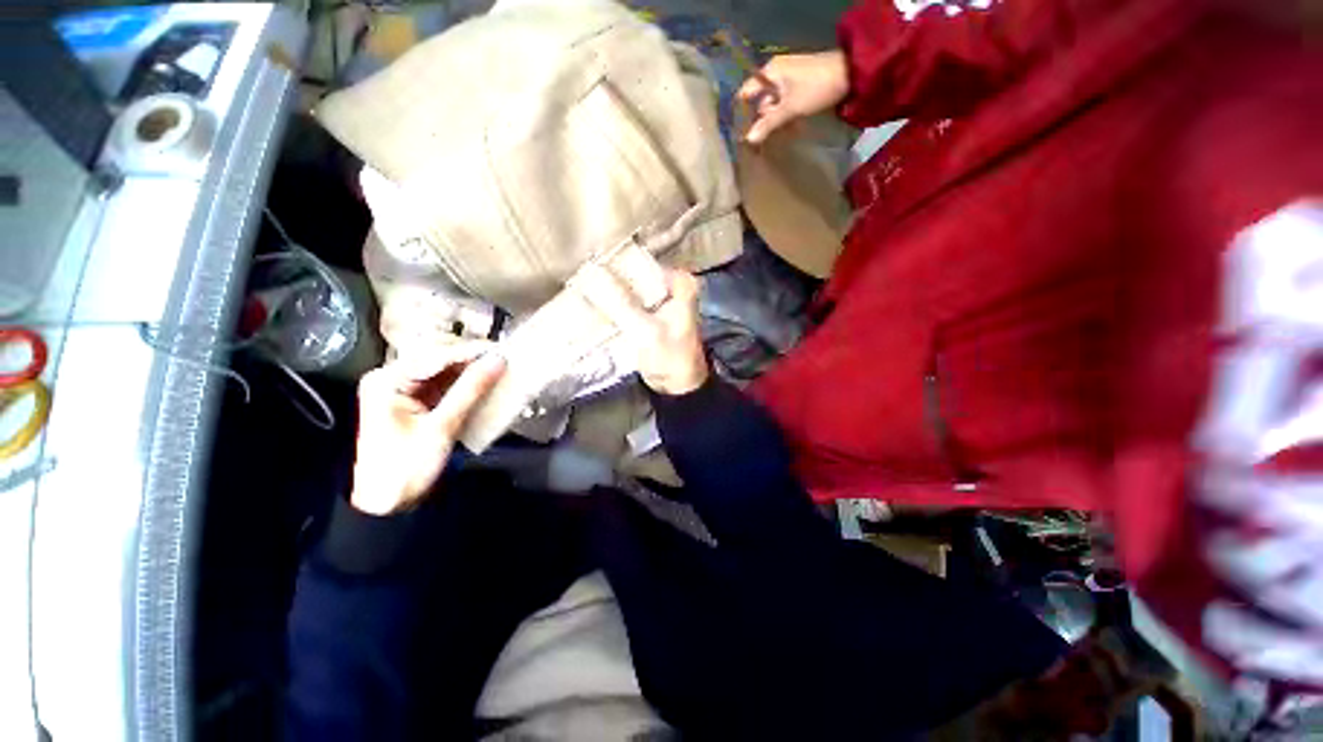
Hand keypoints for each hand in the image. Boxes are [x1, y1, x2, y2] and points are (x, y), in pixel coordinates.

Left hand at [350, 344, 504, 514]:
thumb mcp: (441, 427)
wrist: (386, 503)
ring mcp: (403, 389)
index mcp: (387, 380)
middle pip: (437, 357)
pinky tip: (484, 381)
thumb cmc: (406, 467)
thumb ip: (470, 390)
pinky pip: (444, 383)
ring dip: (470, 369)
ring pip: (443, 369)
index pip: (435, 355)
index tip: (501, 350)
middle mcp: (392, 378)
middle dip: (470, 357)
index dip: (470, 351)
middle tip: (503, 358)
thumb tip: (497, 360)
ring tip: (499, 367)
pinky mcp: (415, 401)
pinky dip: (465, 382)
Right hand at [575, 265, 708, 395]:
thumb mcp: (646, 331)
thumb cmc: (670, 359)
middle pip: (634, 274)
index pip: (641, 263)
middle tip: (579, 278)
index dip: (613, 263)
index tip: (586, 265)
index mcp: (679, 282)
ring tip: (581, 289)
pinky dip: (613, 305)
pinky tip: (593, 304)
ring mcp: (660, 299)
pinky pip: (628, 302)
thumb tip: (589, 274)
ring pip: (629, 288)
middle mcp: (671, 285)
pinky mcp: (650, 313)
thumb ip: (620, 303)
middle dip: (608, 277)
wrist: (679, 388)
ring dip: (608, 292)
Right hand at [737, 50, 848, 144]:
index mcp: (770, 72)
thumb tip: (748, 140)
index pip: (746, 93)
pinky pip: (785, 105)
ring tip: (778, 139)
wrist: (851, 75)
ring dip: (775, 123)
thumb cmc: (816, 87)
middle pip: (760, 102)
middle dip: (761, 122)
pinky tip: (790, 131)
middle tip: (760, 142)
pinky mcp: (799, 88)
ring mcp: (788, 81)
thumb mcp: (790, 108)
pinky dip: (786, 118)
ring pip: (773, 106)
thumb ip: (768, 124)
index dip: (742, 113)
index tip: (741, 133)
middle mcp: (776, 74)